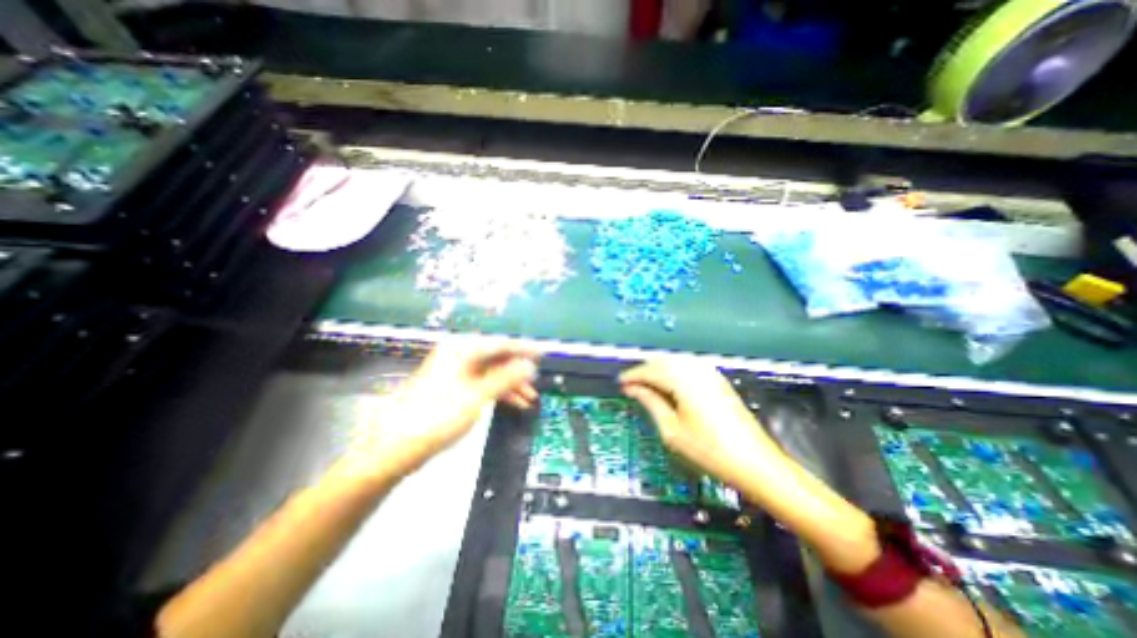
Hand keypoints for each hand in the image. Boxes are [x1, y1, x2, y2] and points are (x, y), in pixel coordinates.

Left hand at [334, 341, 538, 486]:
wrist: (397, 446)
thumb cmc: (437, 417)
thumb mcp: (477, 396)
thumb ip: (506, 378)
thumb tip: (530, 365)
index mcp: (462, 350)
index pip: (500, 343)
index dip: (524, 348)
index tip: (544, 353)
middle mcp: (459, 355)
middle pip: (497, 358)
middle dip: (518, 371)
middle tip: (537, 381)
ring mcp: (457, 372)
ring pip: (492, 372)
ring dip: (511, 384)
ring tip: (529, 398)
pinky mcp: (455, 387)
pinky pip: (483, 383)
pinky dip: (499, 391)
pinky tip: (513, 402)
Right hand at [622, 362, 781, 491]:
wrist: (755, 463)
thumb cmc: (709, 451)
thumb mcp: (672, 430)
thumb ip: (651, 403)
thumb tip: (633, 389)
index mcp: (684, 381)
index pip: (651, 370)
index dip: (633, 376)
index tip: (620, 383)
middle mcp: (697, 370)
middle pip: (663, 361)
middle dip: (645, 371)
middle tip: (631, 386)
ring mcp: (710, 373)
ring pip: (676, 361)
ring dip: (658, 369)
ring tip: (647, 386)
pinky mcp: (717, 380)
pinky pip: (688, 366)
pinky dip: (673, 371)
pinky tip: (668, 385)